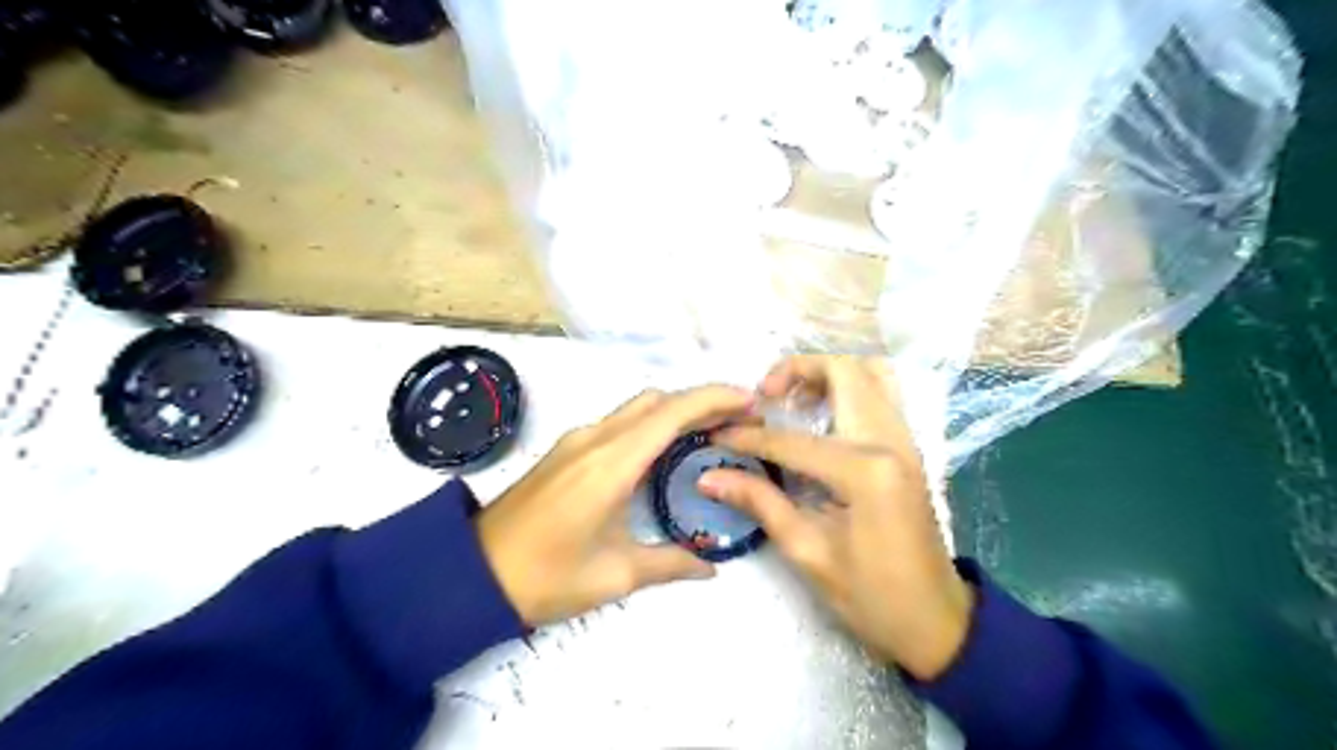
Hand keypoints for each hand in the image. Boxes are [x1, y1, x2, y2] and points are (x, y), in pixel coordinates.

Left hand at [477, 388, 751, 625]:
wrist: (471, 573)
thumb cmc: (545, 576)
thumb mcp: (615, 575)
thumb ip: (669, 564)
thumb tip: (710, 567)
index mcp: (611, 462)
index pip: (672, 412)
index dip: (714, 398)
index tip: (749, 401)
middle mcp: (595, 438)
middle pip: (656, 400)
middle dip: (700, 402)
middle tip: (736, 422)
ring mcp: (577, 441)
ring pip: (636, 408)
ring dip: (674, 411)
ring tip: (708, 434)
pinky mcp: (566, 450)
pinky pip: (618, 423)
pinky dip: (650, 425)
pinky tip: (662, 453)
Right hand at [702, 355, 972, 677]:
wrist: (935, 620)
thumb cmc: (870, 595)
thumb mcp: (807, 552)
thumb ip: (759, 502)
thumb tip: (709, 476)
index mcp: (864, 470)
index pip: (791, 440)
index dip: (747, 438)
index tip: (715, 437)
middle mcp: (890, 440)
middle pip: (844, 371)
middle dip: (796, 370)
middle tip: (763, 396)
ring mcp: (906, 439)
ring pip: (870, 373)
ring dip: (827, 374)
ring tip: (792, 399)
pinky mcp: (909, 447)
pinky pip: (882, 394)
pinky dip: (849, 388)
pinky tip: (821, 416)